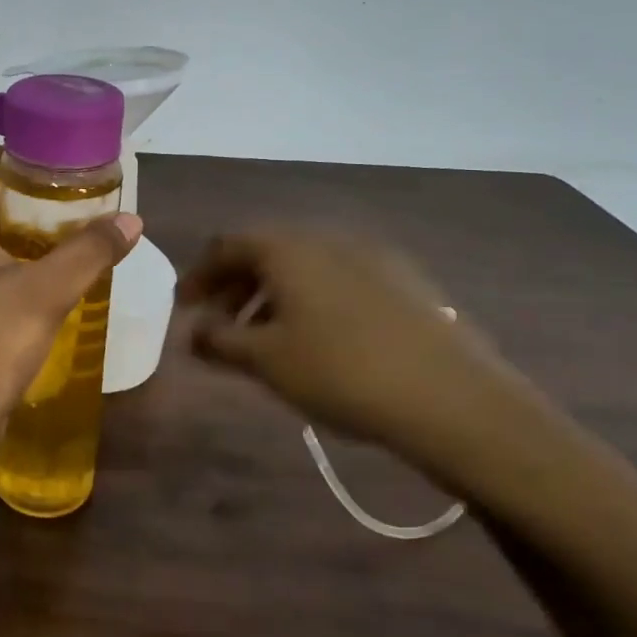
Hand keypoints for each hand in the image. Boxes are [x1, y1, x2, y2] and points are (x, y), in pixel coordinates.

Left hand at [0, 154, 141, 453]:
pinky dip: (37, 265)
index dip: (27, 156)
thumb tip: (132, 220)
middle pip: (0, 202)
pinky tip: (72, 275)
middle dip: (45, 196)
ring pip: (6, 240)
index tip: (73, 156)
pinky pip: (7, 272)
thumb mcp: (43, 292)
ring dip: (45, 234)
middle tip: (95, 194)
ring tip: (92, 228)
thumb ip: (88, 252)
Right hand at [178, 230, 518, 476]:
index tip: (184, 307)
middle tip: (219, 324)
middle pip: (266, 252)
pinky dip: (311, 300)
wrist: (451, 397)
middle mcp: (328, 239)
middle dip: (235, 286)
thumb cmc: (339, 371)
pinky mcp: (405, 282)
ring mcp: (372, 257)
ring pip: (305, 267)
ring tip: (265, 337)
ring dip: (272, 295)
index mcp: (288, 248)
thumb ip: (218, 341)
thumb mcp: (265, 360)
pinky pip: (339, 280)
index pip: (227, 246)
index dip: (199, 275)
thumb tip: (193, 331)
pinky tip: (318, 339)